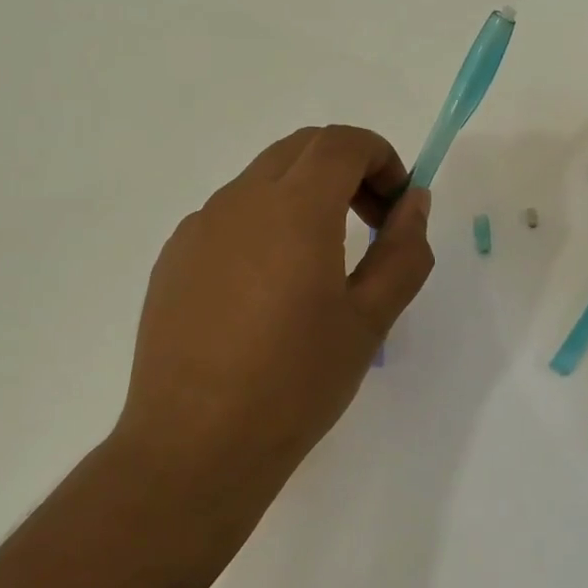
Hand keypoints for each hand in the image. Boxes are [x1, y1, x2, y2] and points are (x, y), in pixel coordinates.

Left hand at [115, 125, 432, 508]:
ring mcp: (198, 228)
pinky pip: (229, 217)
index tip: (396, 208)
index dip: (382, 158)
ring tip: (320, 266)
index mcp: (293, 210)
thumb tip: (414, 203)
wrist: (196, 445)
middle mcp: (239, 202)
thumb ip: (402, 252)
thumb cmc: (296, 384)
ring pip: (262, 181)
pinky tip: (268, 292)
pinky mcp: (173, 259)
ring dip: (304, 197)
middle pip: (301, 150)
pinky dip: (265, 225)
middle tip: (370, 226)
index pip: (342, 142)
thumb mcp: (369, 321)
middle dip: (347, 171)